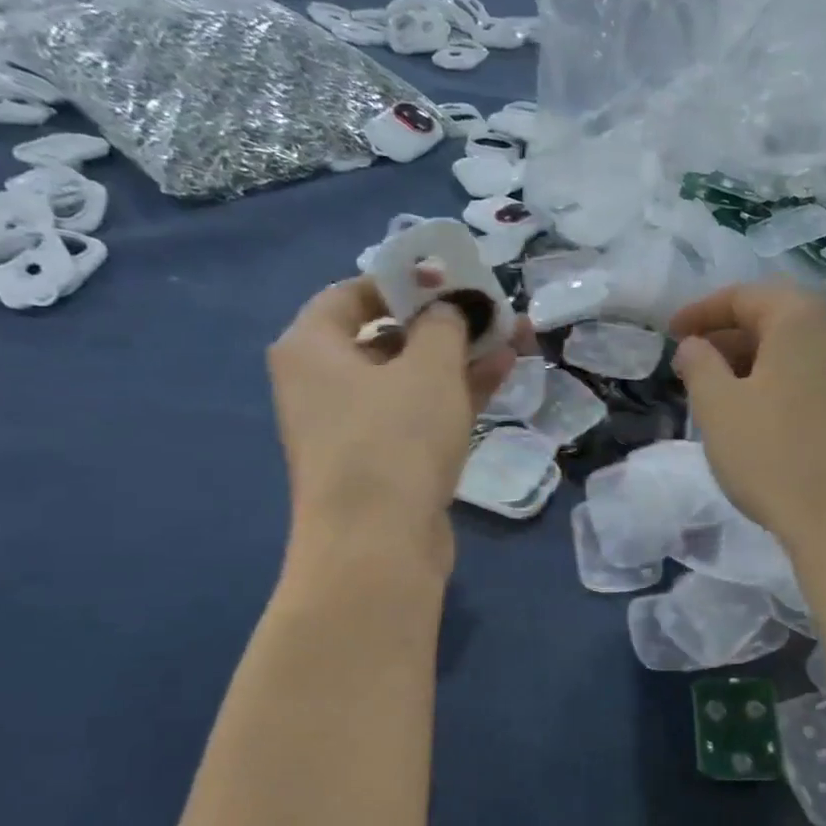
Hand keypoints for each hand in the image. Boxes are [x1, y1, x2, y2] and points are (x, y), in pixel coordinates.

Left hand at [269, 277, 516, 566]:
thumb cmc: (393, 440)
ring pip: (410, 378)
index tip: (454, 279)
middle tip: (494, 311)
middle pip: (388, 335)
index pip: (354, 293)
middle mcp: (322, 383)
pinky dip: (455, 394)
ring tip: (514, 338)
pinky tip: (501, 373)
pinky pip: (418, 413)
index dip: (407, 280)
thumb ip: (445, 324)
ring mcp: (352, 427)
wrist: (377, 547)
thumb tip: (451, 307)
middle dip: (447, 323)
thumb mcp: (428, 368)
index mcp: (311, 347)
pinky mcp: (382, 461)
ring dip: (460, 358)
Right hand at [670, 283, 825, 553]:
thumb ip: (698, 365)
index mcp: (802, 319)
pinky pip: (815, 374)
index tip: (670, 334)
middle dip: (729, 334)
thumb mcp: (717, 408)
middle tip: (693, 361)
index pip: (745, 295)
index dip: (701, 311)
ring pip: (797, 348)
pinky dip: (781, 380)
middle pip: (776, 316)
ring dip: (754, 359)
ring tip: (720, 390)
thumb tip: (694, 345)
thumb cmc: (774, 457)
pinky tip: (760, 413)